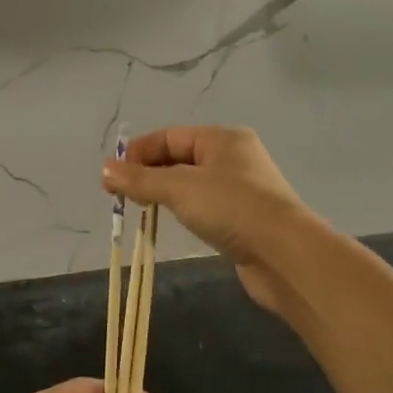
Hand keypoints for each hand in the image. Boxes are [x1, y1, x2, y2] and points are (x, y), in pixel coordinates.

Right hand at [103, 125, 319, 316]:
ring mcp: (242, 189)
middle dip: (147, 173)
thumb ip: (140, 179)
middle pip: (179, 158)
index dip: (137, 153)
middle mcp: (234, 158)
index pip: (168, 137)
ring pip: (191, 184)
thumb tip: (105, 169)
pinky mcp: (245, 219)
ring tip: (140, 209)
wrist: (287, 255)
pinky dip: (184, 210)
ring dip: (164, 192)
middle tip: (120, 196)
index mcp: (222, 139)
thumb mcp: (179, 188)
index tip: (110, 177)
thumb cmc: (232, 208)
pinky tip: (173, 222)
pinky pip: (205, 206)